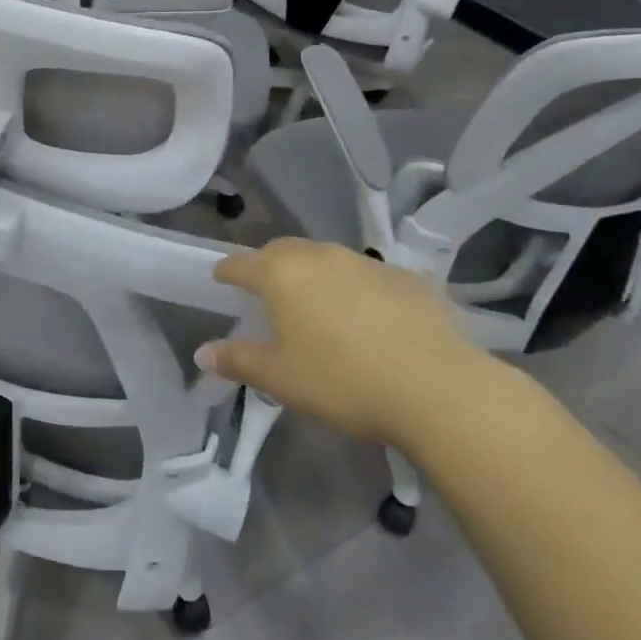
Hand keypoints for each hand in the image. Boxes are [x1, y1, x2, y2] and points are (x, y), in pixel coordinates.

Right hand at [196, 238, 489, 445]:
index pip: (241, 264)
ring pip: (326, 258)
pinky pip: (368, 274)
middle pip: (282, 251)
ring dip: (313, 273)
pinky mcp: (406, 276)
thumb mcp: (281, 379)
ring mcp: (365, 262)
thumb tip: (202, 352)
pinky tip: (368, 316)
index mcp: (281, 274)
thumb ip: (238, 361)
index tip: (219, 278)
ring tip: (316, 302)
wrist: (438, 388)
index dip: (226, 271)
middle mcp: (319, 256)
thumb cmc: (343, 381)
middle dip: (268, 265)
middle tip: (266, 290)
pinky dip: (356, 287)